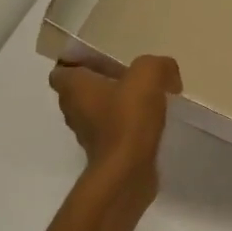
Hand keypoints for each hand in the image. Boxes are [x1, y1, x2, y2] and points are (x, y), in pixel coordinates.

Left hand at [49, 55, 181, 184]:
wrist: (127, 171)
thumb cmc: (127, 118)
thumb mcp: (148, 75)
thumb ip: (158, 65)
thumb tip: (169, 75)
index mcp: (73, 87)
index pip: (62, 69)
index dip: (79, 61)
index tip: (104, 59)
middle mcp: (73, 109)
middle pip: (81, 89)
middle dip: (102, 81)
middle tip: (130, 75)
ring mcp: (87, 134)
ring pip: (97, 110)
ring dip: (115, 104)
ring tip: (144, 97)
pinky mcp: (104, 152)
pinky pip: (112, 130)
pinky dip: (126, 125)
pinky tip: (150, 121)